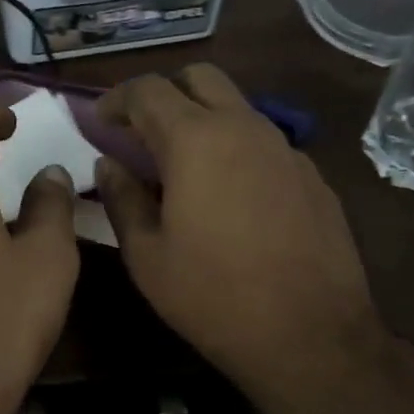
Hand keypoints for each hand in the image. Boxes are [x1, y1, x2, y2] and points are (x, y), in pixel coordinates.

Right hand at [95, 66, 390, 413]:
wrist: (310, 336)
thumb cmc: (212, 295)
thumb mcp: (147, 254)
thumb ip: (122, 198)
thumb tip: (108, 164)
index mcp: (196, 140)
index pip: (148, 89)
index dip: (117, 99)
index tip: (101, 121)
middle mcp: (245, 128)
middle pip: (200, 78)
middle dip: (164, 94)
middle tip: (142, 134)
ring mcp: (286, 149)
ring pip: (236, 108)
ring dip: (202, 120)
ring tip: (183, 169)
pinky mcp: (312, 176)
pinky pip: (264, 143)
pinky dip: (235, 151)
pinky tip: (230, 199)